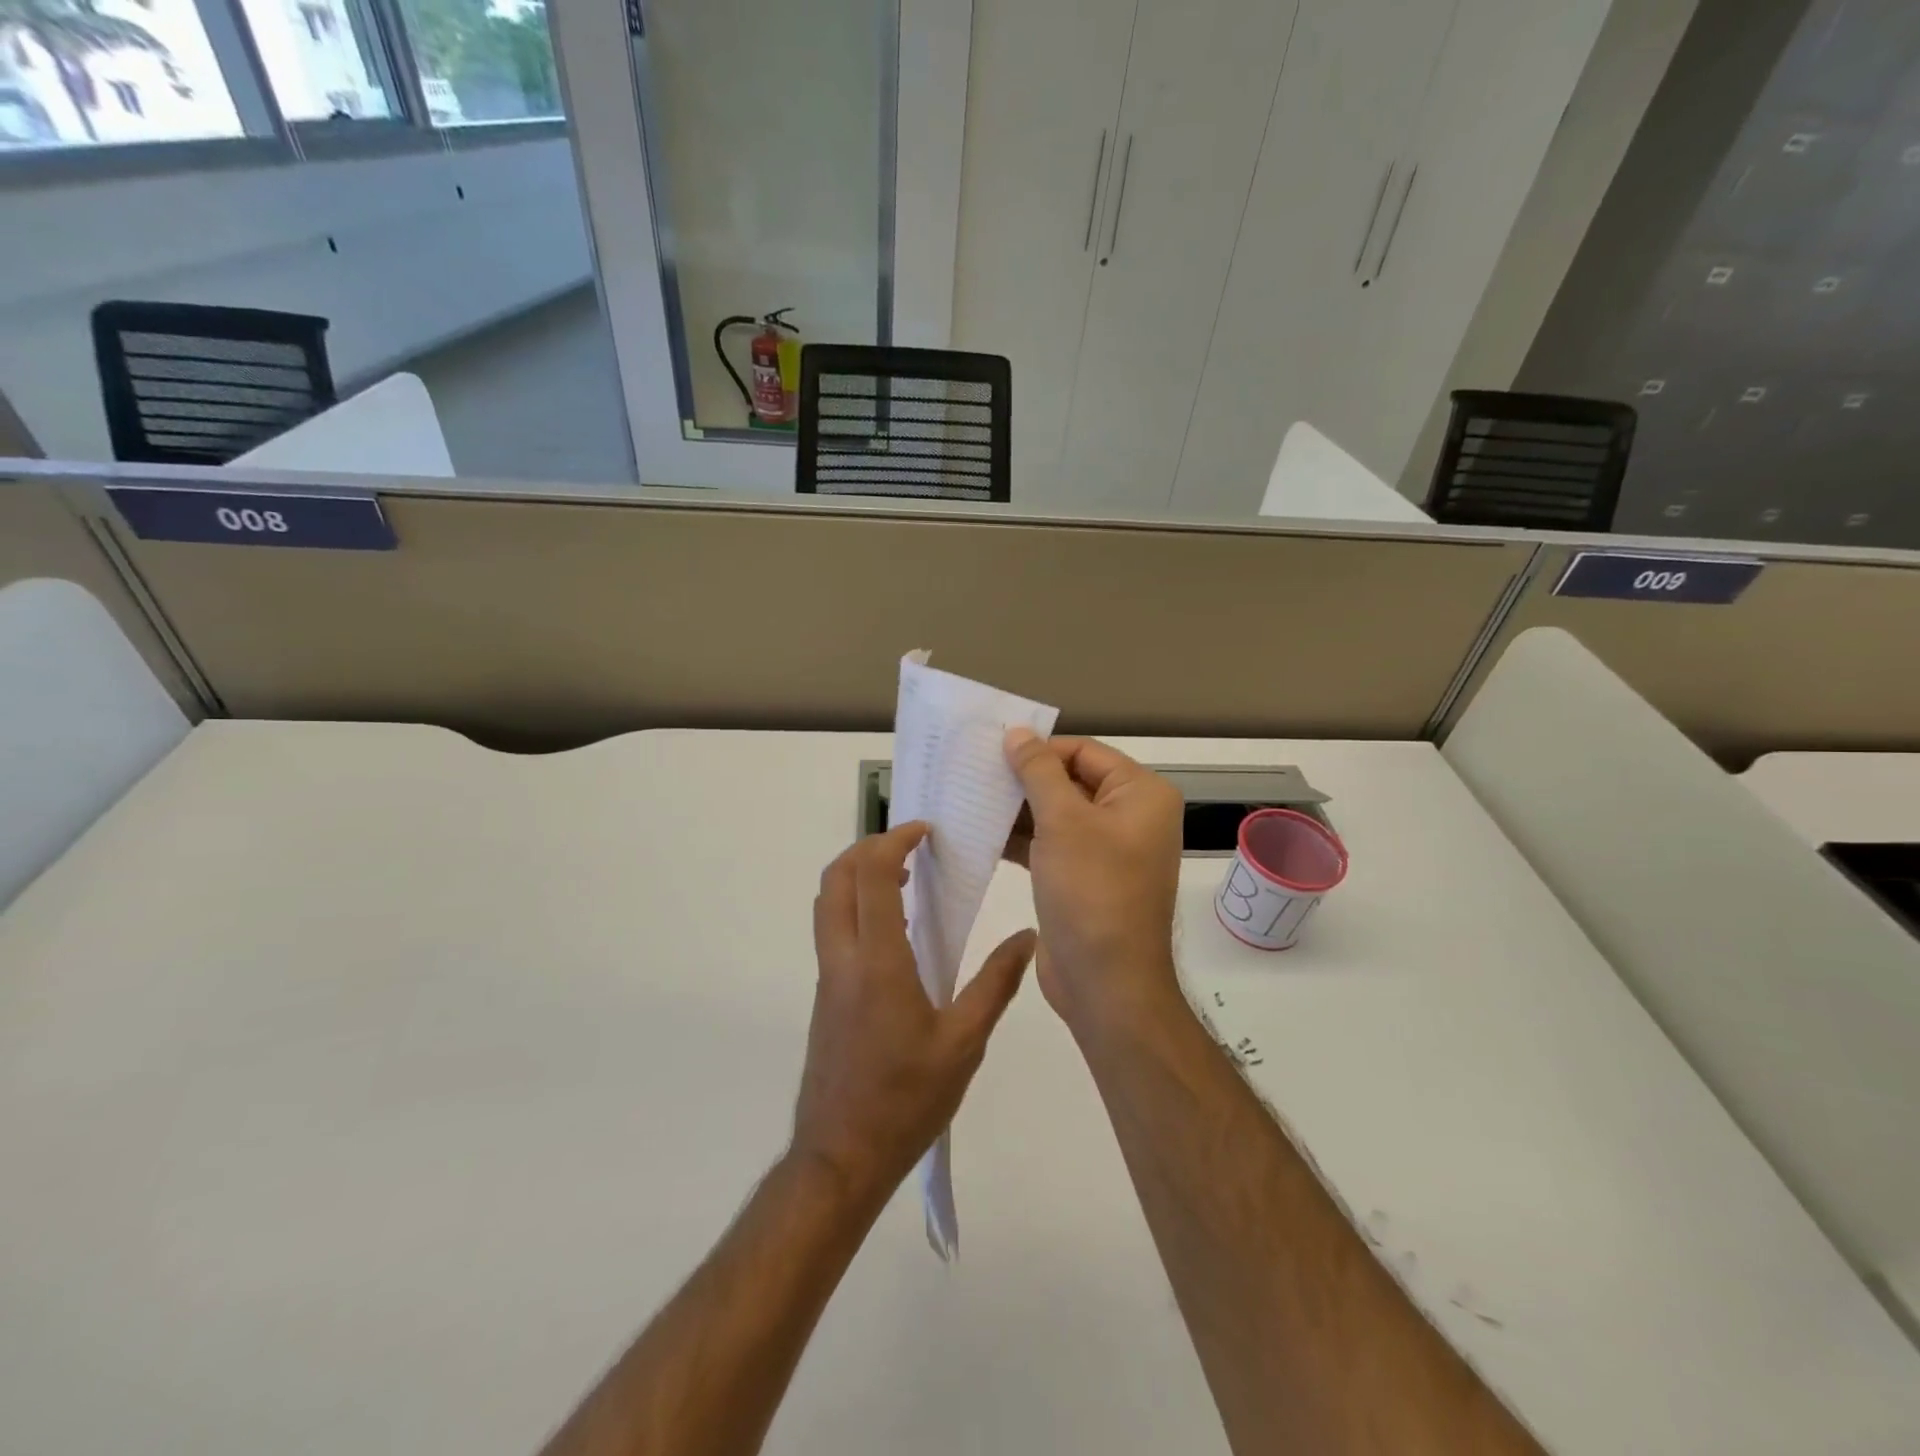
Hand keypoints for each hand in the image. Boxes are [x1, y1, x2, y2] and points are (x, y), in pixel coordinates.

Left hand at [793, 821, 1035, 1208]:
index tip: (924, 831)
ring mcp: (828, 977)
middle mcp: (843, 958)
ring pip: (828, 903)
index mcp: (877, 961)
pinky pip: (833, 930)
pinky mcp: (826, 996)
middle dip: (868, 847)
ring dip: (858, 875)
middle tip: (910, 845)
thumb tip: (1027, 937)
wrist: (840, 1157)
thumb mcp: (964, 1044)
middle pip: (836, 878)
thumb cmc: (906, 1100)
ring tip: (906, 879)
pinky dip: (856, 905)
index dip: (894, 841)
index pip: (873, 876)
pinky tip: (895, 929)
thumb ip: (995, 984)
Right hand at [1003, 731, 1184, 1034]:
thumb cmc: (1092, 891)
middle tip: (974, 773)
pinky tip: (981, 833)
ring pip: (1056, 815)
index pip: (1084, 752)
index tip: (992, 752)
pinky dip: (1021, 839)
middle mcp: (1129, 817)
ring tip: (969, 799)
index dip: (1040, 749)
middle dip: (1024, 780)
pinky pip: (1051, 845)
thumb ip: (1038, 772)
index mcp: (1140, 795)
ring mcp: (1107, 851)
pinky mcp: (1083, 878)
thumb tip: (1018, 733)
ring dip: (1017, 809)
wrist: (1106, 984)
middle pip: (1070, 781)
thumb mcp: (1063, 822)